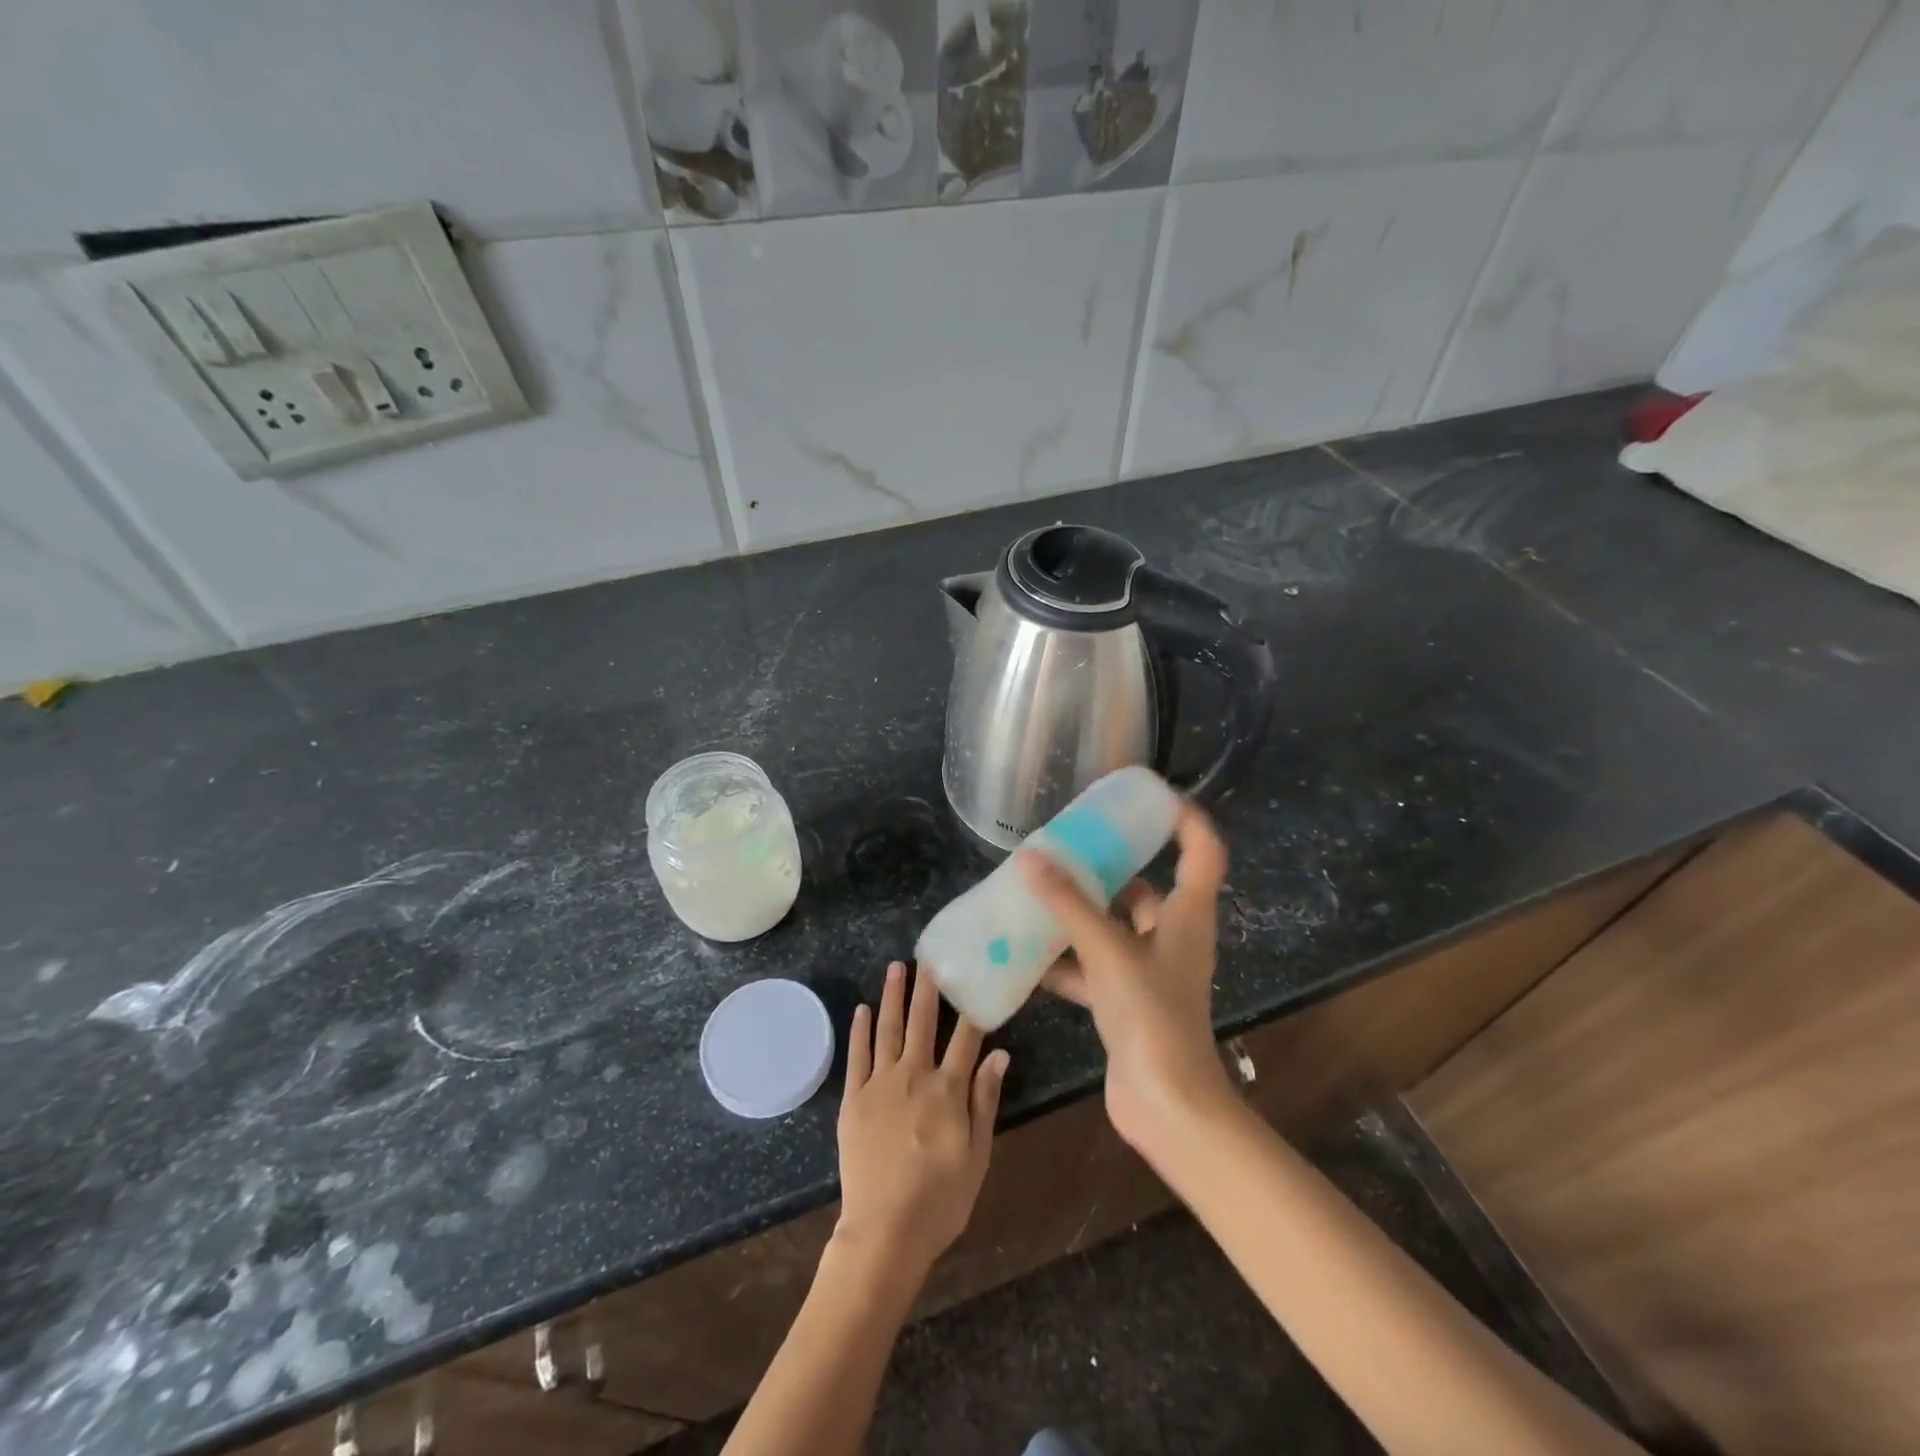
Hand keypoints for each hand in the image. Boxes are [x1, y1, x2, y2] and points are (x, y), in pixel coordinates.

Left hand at [834, 961, 1008, 1280]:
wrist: (884, 1232)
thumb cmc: (940, 1200)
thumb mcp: (977, 1156)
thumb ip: (985, 1101)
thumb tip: (1000, 1054)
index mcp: (948, 1090)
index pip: (966, 1037)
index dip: (972, 1006)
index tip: (976, 976)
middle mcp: (914, 1075)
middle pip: (923, 1022)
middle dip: (928, 987)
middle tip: (930, 955)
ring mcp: (880, 1084)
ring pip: (888, 1029)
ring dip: (893, 996)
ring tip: (896, 967)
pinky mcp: (854, 1099)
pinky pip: (857, 1056)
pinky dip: (860, 1030)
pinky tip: (863, 1009)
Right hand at [1019, 801, 1234, 1153]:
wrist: (1167, 1106)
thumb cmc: (1151, 1015)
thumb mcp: (1108, 950)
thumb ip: (1068, 904)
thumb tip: (1030, 857)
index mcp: (1187, 915)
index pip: (1202, 850)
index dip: (1184, 818)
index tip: (1149, 796)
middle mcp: (1172, 936)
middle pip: (1144, 888)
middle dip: (1106, 868)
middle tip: (1065, 846)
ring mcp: (1150, 971)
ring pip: (1112, 928)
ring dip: (1079, 914)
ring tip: (1037, 893)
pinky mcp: (1128, 1001)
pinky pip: (1093, 966)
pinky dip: (1066, 960)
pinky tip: (1027, 954)